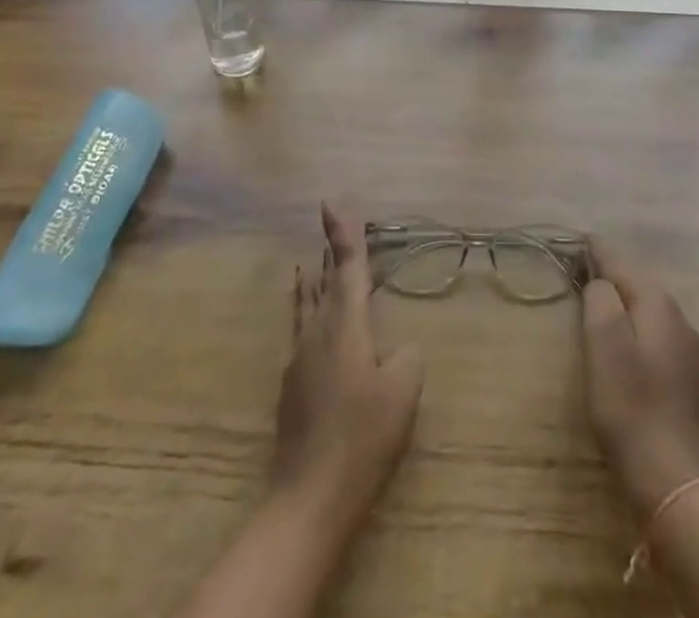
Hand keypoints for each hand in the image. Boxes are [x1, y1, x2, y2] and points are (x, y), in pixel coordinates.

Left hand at [270, 203, 424, 537]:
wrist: (309, 497)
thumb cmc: (363, 436)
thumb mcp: (404, 390)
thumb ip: (407, 356)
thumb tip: (398, 348)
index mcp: (345, 324)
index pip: (345, 266)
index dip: (342, 232)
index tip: (330, 202)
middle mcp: (317, 331)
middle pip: (321, 280)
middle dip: (328, 253)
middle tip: (331, 228)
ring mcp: (299, 359)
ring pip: (305, 306)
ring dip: (312, 281)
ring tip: (311, 264)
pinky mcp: (292, 386)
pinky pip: (301, 331)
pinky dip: (307, 312)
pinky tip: (312, 325)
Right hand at [580, 241, 698, 519]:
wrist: (676, 480)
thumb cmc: (631, 406)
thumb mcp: (603, 343)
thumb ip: (600, 298)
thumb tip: (600, 282)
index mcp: (658, 303)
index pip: (620, 262)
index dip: (596, 250)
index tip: (577, 237)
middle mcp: (678, 317)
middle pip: (636, 283)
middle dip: (609, 273)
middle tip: (579, 267)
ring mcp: (687, 349)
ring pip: (647, 309)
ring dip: (622, 301)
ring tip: (596, 299)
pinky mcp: (687, 378)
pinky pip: (654, 334)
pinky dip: (634, 325)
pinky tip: (623, 340)